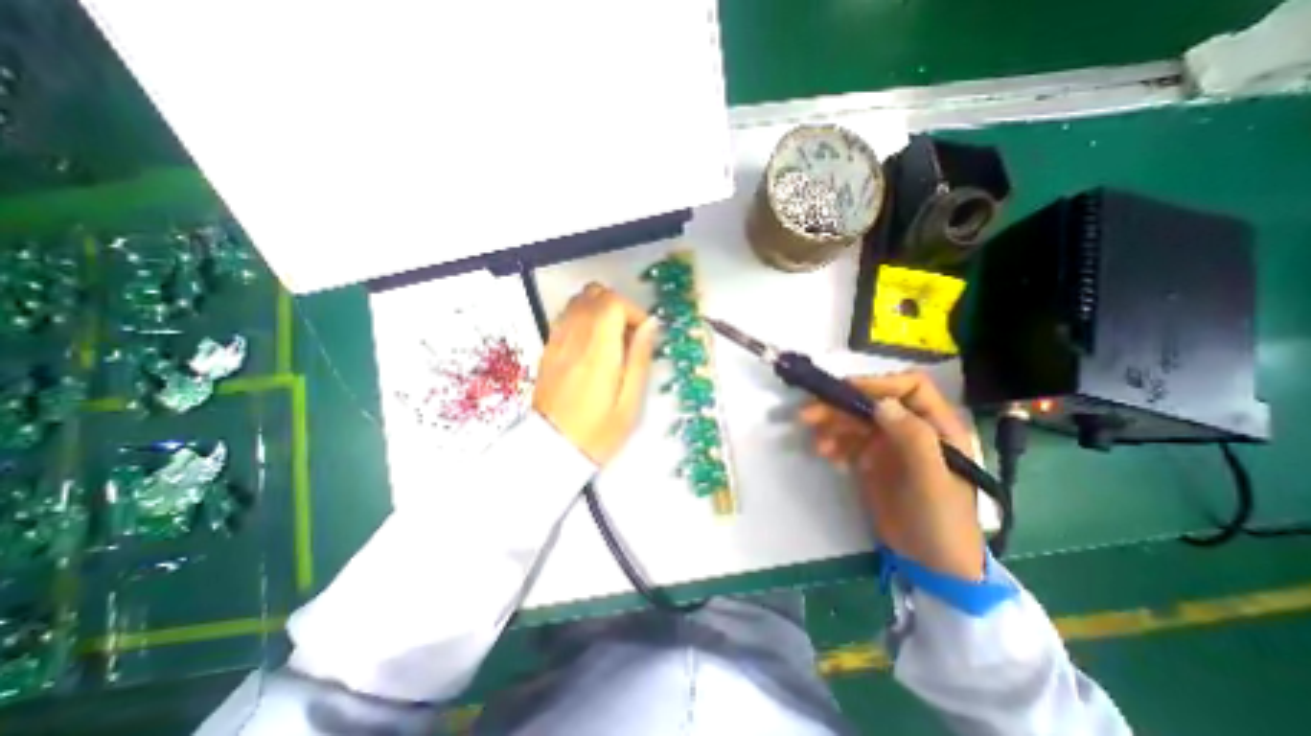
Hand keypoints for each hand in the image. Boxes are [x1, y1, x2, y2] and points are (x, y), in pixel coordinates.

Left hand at [530, 283, 655, 462]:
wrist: (552, 449)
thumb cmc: (598, 431)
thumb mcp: (630, 400)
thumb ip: (640, 357)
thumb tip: (651, 324)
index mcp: (597, 350)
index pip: (612, 302)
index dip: (632, 311)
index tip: (642, 334)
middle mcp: (574, 337)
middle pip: (594, 294)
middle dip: (617, 306)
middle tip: (628, 335)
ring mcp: (557, 341)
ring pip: (578, 301)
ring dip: (600, 310)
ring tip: (611, 340)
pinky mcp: (548, 348)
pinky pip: (566, 316)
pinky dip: (584, 319)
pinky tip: (592, 346)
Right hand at [800, 374, 984, 580]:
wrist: (931, 564)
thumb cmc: (941, 520)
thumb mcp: (932, 480)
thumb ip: (913, 439)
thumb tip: (881, 403)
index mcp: (937, 426)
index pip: (910, 388)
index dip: (879, 383)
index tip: (846, 391)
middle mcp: (911, 429)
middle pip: (872, 404)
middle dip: (840, 406)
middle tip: (808, 414)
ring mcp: (889, 445)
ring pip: (855, 421)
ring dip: (831, 425)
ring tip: (816, 443)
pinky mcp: (870, 461)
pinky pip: (847, 442)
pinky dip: (833, 444)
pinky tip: (825, 456)